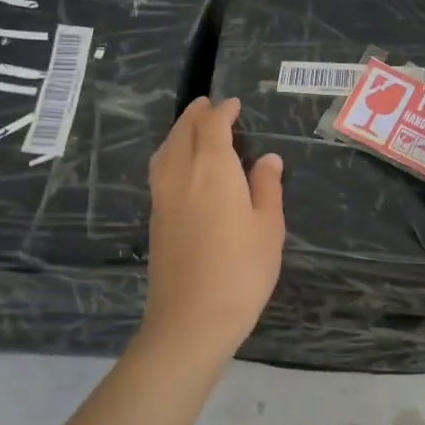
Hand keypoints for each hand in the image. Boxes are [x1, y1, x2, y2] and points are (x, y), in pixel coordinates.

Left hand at [142, 98, 285, 356]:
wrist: (191, 320)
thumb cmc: (241, 271)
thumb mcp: (268, 227)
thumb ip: (267, 187)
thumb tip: (268, 159)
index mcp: (212, 169)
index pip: (212, 127)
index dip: (223, 111)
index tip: (233, 104)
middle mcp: (181, 174)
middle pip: (182, 132)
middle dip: (196, 115)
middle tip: (209, 106)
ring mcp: (162, 197)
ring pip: (165, 150)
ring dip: (178, 132)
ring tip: (192, 128)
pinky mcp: (155, 218)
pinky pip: (160, 170)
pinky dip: (170, 154)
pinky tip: (181, 165)